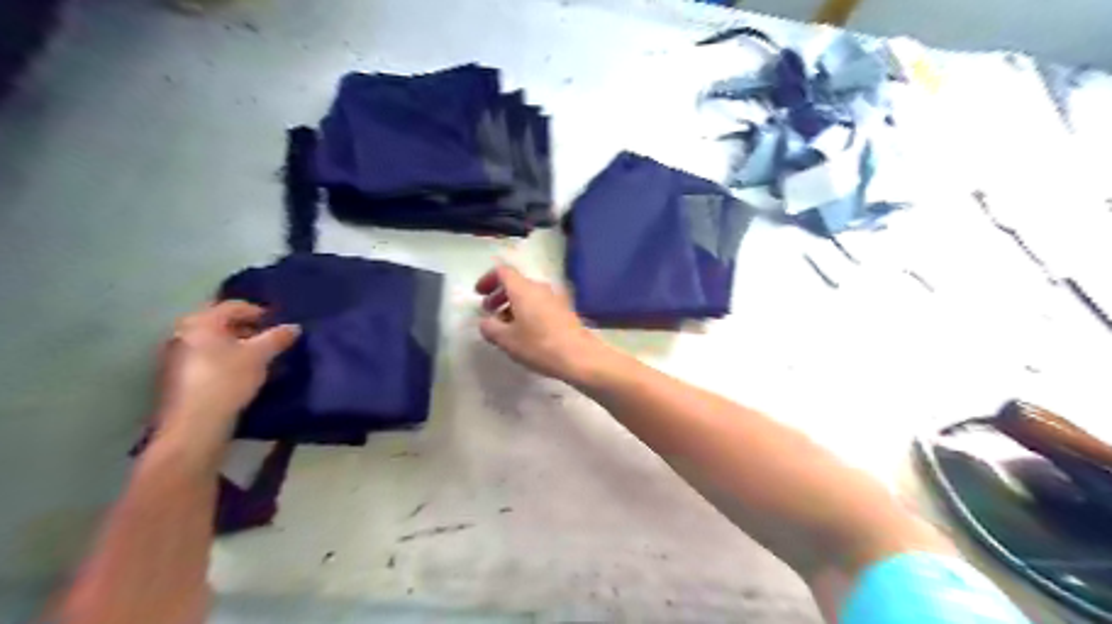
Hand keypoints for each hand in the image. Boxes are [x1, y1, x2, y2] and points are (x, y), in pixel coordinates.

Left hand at [153, 301, 299, 451]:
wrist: (195, 423)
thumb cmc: (227, 380)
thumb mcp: (260, 356)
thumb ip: (278, 338)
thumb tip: (293, 327)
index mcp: (202, 322)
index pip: (234, 306)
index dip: (259, 311)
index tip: (278, 323)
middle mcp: (183, 332)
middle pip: (220, 322)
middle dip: (247, 328)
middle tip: (269, 338)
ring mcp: (176, 355)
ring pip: (213, 341)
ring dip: (236, 344)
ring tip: (259, 357)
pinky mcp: (177, 376)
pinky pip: (206, 356)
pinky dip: (224, 358)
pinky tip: (240, 372)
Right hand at [472, 260, 604, 379]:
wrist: (579, 356)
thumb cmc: (539, 345)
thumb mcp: (506, 340)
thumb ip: (490, 328)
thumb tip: (486, 322)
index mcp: (523, 288)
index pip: (502, 271)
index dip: (487, 279)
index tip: (479, 294)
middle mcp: (539, 288)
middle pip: (516, 283)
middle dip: (499, 294)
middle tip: (489, 311)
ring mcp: (555, 298)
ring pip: (528, 294)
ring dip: (513, 305)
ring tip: (505, 325)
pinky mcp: (564, 310)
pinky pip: (540, 304)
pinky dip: (527, 311)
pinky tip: (525, 332)